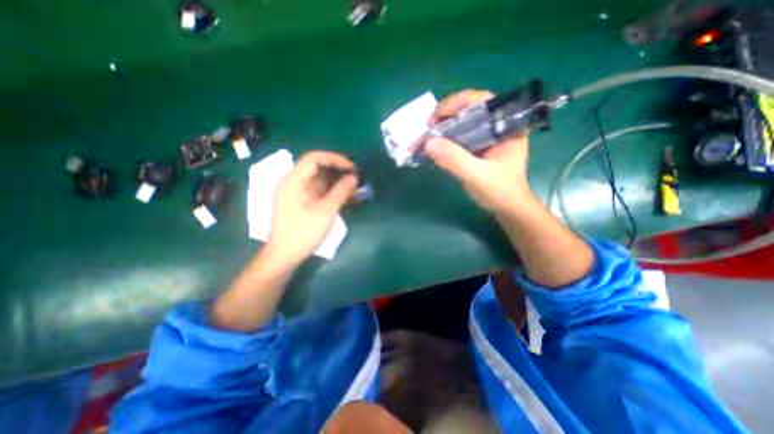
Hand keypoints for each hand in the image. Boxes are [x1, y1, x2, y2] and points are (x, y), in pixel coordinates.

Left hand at [265, 153, 357, 267]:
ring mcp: (296, 192)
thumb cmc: (303, 233)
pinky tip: (345, 197)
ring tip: (354, 188)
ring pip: (319, 179)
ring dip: (337, 182)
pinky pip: (318, 190)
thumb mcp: (325, 212)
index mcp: (293, 180)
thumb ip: (341, 192)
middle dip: (338, 171)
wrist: (284, 255)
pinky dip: (332, 191)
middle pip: (317, 168)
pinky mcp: (301, 201)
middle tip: (356, 178)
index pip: (315, 158)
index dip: (335, 159)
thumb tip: (354, 177)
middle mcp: (293, 182)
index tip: (352, 168)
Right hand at [423, 89, 532, 213]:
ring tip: (429, 134)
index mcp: (507, 125)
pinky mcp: (477, 146)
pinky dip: (445, 138)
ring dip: (444, 125)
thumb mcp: (478, 176)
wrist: (506, 207)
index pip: (483, 100)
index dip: (458, 102)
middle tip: (430, 125)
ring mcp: (486, 136)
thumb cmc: (500, 191)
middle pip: (470, 108)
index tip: (438, 116)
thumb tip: (428, 143)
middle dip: (447, 113)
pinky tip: (435, 144)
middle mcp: (497, 126)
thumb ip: (456, 160)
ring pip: (463, 121)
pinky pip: (459, 135)